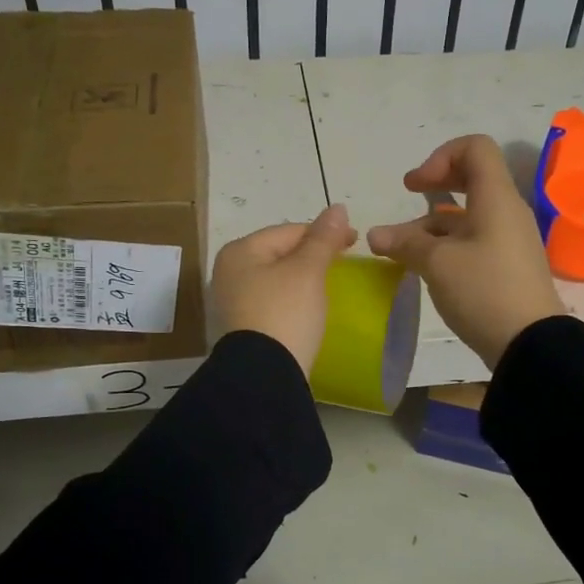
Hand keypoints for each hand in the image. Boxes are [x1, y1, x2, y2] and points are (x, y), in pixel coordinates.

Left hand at [210, 204, 358, 372]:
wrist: (264, 376)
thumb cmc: (285, 313)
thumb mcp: (308, 271)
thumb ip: (323, 238)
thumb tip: (338, 208)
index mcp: (240, 251)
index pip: (289, 230)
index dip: (324, 233)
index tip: (355, 241)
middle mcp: (229, 272)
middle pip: (279, 253)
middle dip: (311, 255)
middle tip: (343, 264)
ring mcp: (232, 302)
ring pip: (276, 279)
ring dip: (302, 279)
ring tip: (329, 286)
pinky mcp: (242, 327)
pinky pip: (272, 302)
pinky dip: (292, 300)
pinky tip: (309, 309)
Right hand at [367, 135, 565, 369]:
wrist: (530, 344)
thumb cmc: (485, 291)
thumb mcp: (438, 263)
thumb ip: (405, 243)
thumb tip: (375, 235)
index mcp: (496, 198)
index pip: (476, 148)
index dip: (442, 156)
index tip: (417, 186)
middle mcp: (505, 212)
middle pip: (471, 178)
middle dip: (436, 183)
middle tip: (409, 193)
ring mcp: (508, 240)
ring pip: (467, 215)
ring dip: (432, 223)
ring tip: (399, 250)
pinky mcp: (505, 266)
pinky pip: (473, 241)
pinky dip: (446, 244)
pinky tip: (423, 267)